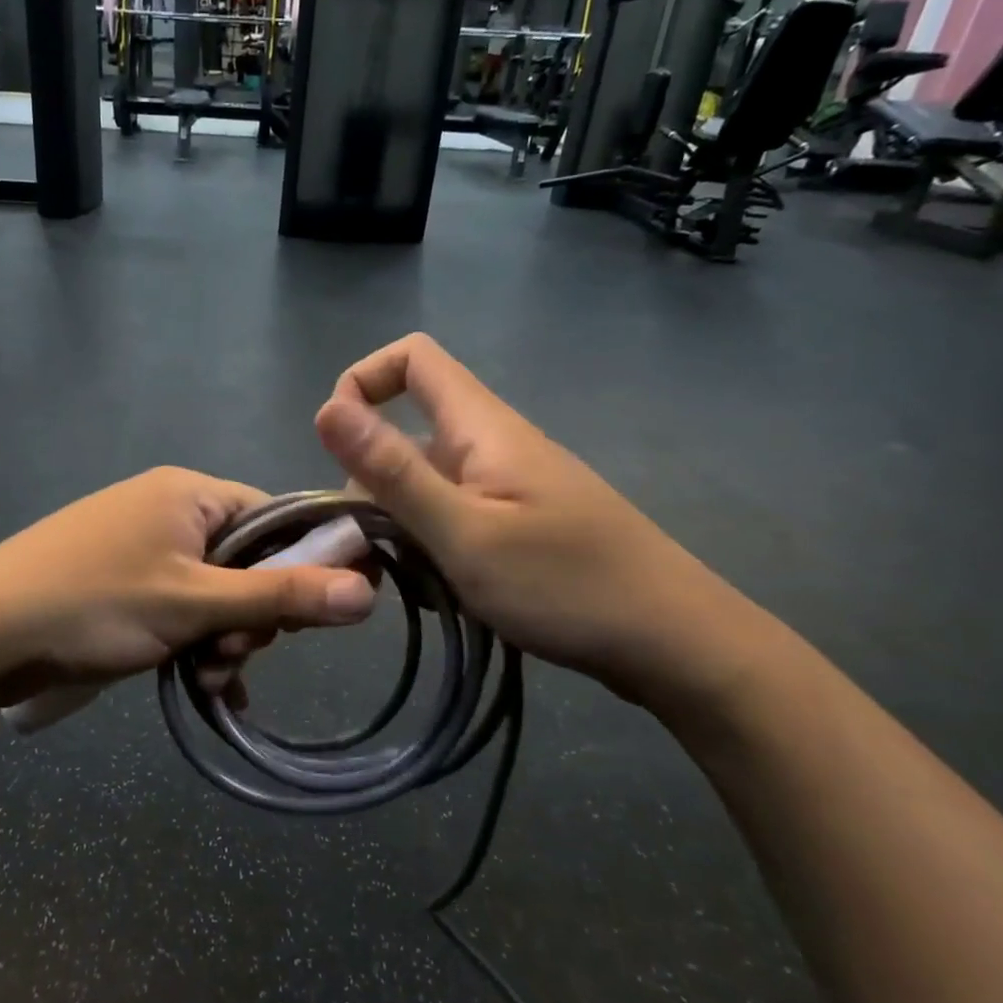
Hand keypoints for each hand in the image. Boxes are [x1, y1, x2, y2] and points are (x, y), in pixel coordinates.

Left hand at [0, 467, 375, 706]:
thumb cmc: (95, 604)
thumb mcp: (194, 604)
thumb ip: (279, 597)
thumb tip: (368, 591)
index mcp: (190, 493)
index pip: (275, 518)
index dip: (302, 566)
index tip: (310, 618)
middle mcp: (168, 508)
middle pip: (246, 559)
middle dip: (252, 615)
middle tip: (235, 654)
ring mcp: (140, 545)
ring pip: (212, 591)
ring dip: (222, 636)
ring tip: (210, 676)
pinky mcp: (120, 580)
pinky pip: (179, 605)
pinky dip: (194, 640)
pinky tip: (205, 683)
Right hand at [314, 335, 756, 709]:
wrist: (676, 644)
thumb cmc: (567, 585)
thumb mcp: (464, 533)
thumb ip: (392, 472)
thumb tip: (327, 408)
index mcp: (482, 427)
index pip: (413, 358)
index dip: (363, 382)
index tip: (338, 446)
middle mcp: (492, 445)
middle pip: (407, 432)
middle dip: (370, 483)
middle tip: (364, 550)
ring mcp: (507, 486)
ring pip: (425, 483)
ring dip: (398, 525)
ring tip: (404, 581)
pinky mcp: (518, 523)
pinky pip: (452, 517)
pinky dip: (430, 547)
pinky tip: (439, 593)